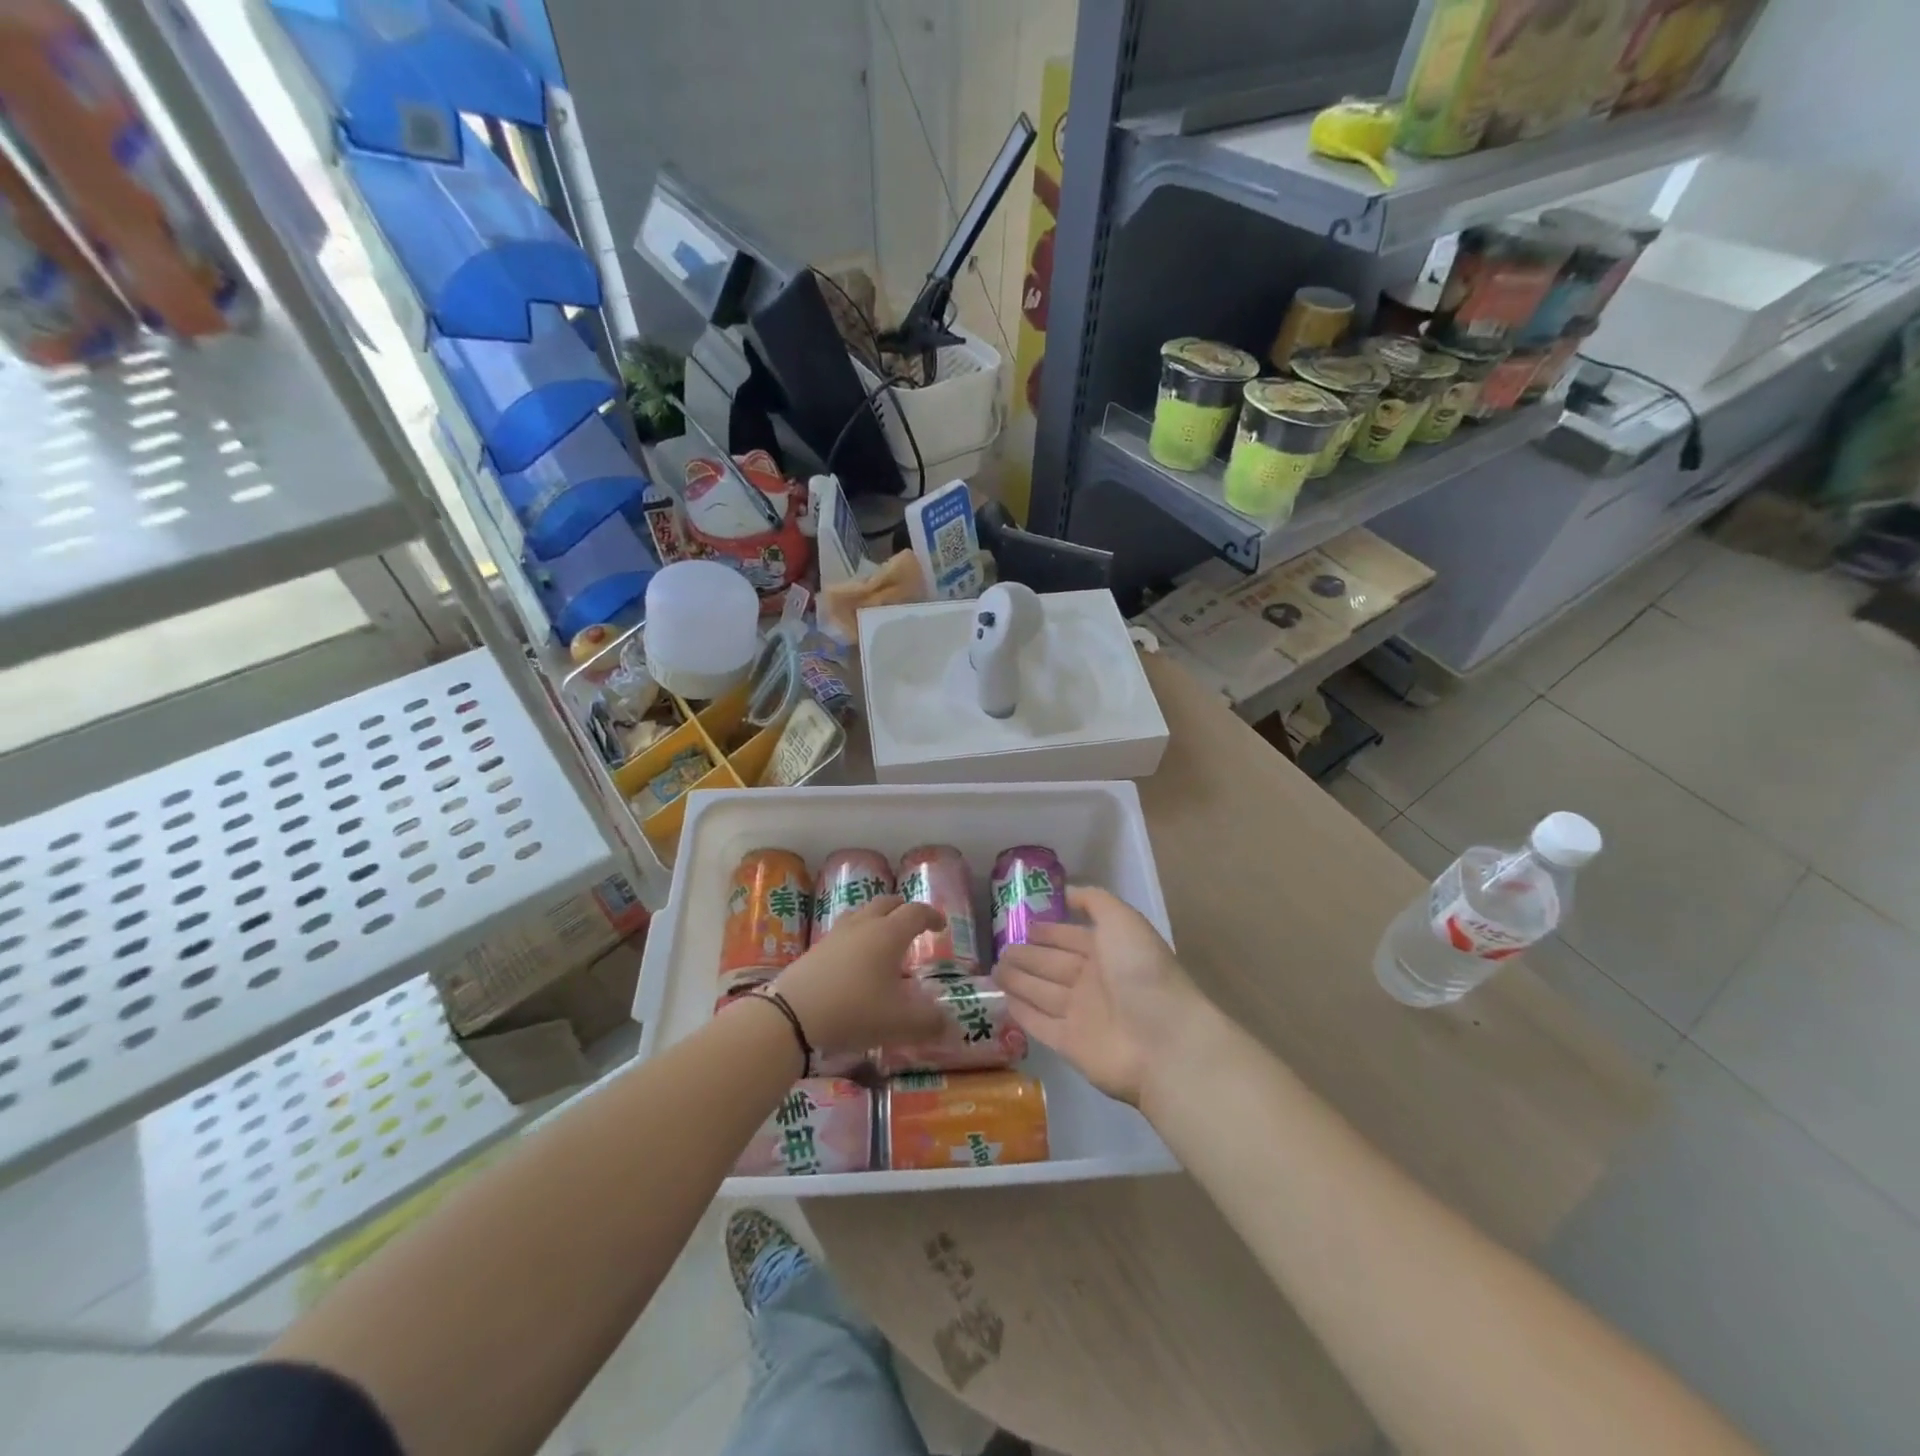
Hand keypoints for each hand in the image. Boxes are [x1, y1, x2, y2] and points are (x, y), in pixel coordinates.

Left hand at [772, 896, 946, 1057]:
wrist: (791, 1015)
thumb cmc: (854, 1011)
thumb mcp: (898, 1023)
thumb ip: (928, 1023)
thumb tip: (949, 1024)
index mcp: (889, 934)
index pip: (915, 912)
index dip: (931, 916)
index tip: (940, 925)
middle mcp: (863, 925)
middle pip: (887, 903)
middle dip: (903, 909)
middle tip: (913, 924)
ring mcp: (836, 934)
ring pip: (861, 912)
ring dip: (877, 917)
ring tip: (882, 936)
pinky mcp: (816, 948)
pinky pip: (843, 930)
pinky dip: (856, 935)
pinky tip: (854, 959)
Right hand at [993, 886, 1208, 1104]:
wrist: (1162, 1040)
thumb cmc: (1141, 971)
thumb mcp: (1122, 920)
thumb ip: (1094, 901)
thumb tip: (1066, 892)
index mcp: (1108, 951)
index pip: (1070, 937)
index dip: (1049, 931)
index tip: (1023, 925)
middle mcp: (1094, 981)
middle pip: (1053, 965)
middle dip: (1027, 956)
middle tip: (1000, 949)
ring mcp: (1082, 1015)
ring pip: (1042, 992)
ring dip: (1019, 981)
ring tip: (994, 970)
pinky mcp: (1070, 1045)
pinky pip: (1040, 1024)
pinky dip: (1023, 1013)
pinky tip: (1005, 1001)